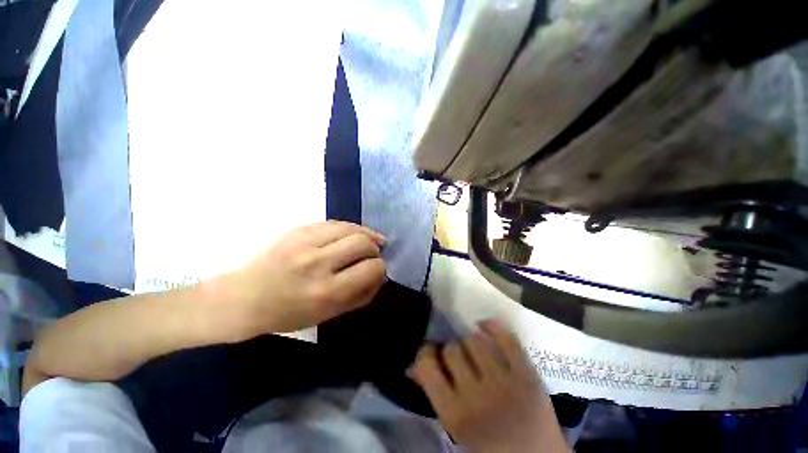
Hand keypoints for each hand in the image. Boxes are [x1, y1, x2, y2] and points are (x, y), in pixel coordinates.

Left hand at [217, 221, 386, 336]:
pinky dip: (349, 228)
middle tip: (372, 255)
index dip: (380, 268)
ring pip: (351, 228)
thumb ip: (361, 296)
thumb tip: (380, 276)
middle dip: (374, 249)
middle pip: (363, 243)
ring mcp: (305, 242)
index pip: (371, 268)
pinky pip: (335, 223)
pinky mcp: (298, 229)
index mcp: (326, 291)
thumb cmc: (287, 313)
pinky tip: (352, 234)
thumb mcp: (328, 315)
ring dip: (365, 234)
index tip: (377, 271)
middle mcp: (317, 263)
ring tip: (370, 240)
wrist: (242, 298)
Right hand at [409, 321, 566, 452]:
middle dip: (452, 350)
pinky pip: (506, 338)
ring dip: (471, 341)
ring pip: (475, 339)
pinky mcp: (528, 375)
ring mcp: (504, 383)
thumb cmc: (489, 447)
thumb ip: (434, 394)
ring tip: (475, 350)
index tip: (432, 352)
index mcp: (454, 414)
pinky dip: (492, 326)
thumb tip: (413, 365)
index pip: (427, 365)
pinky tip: (485, 326)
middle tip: (458, 358)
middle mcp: (476, 396)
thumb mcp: (456, 427)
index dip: (427, 353)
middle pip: (452, 348)